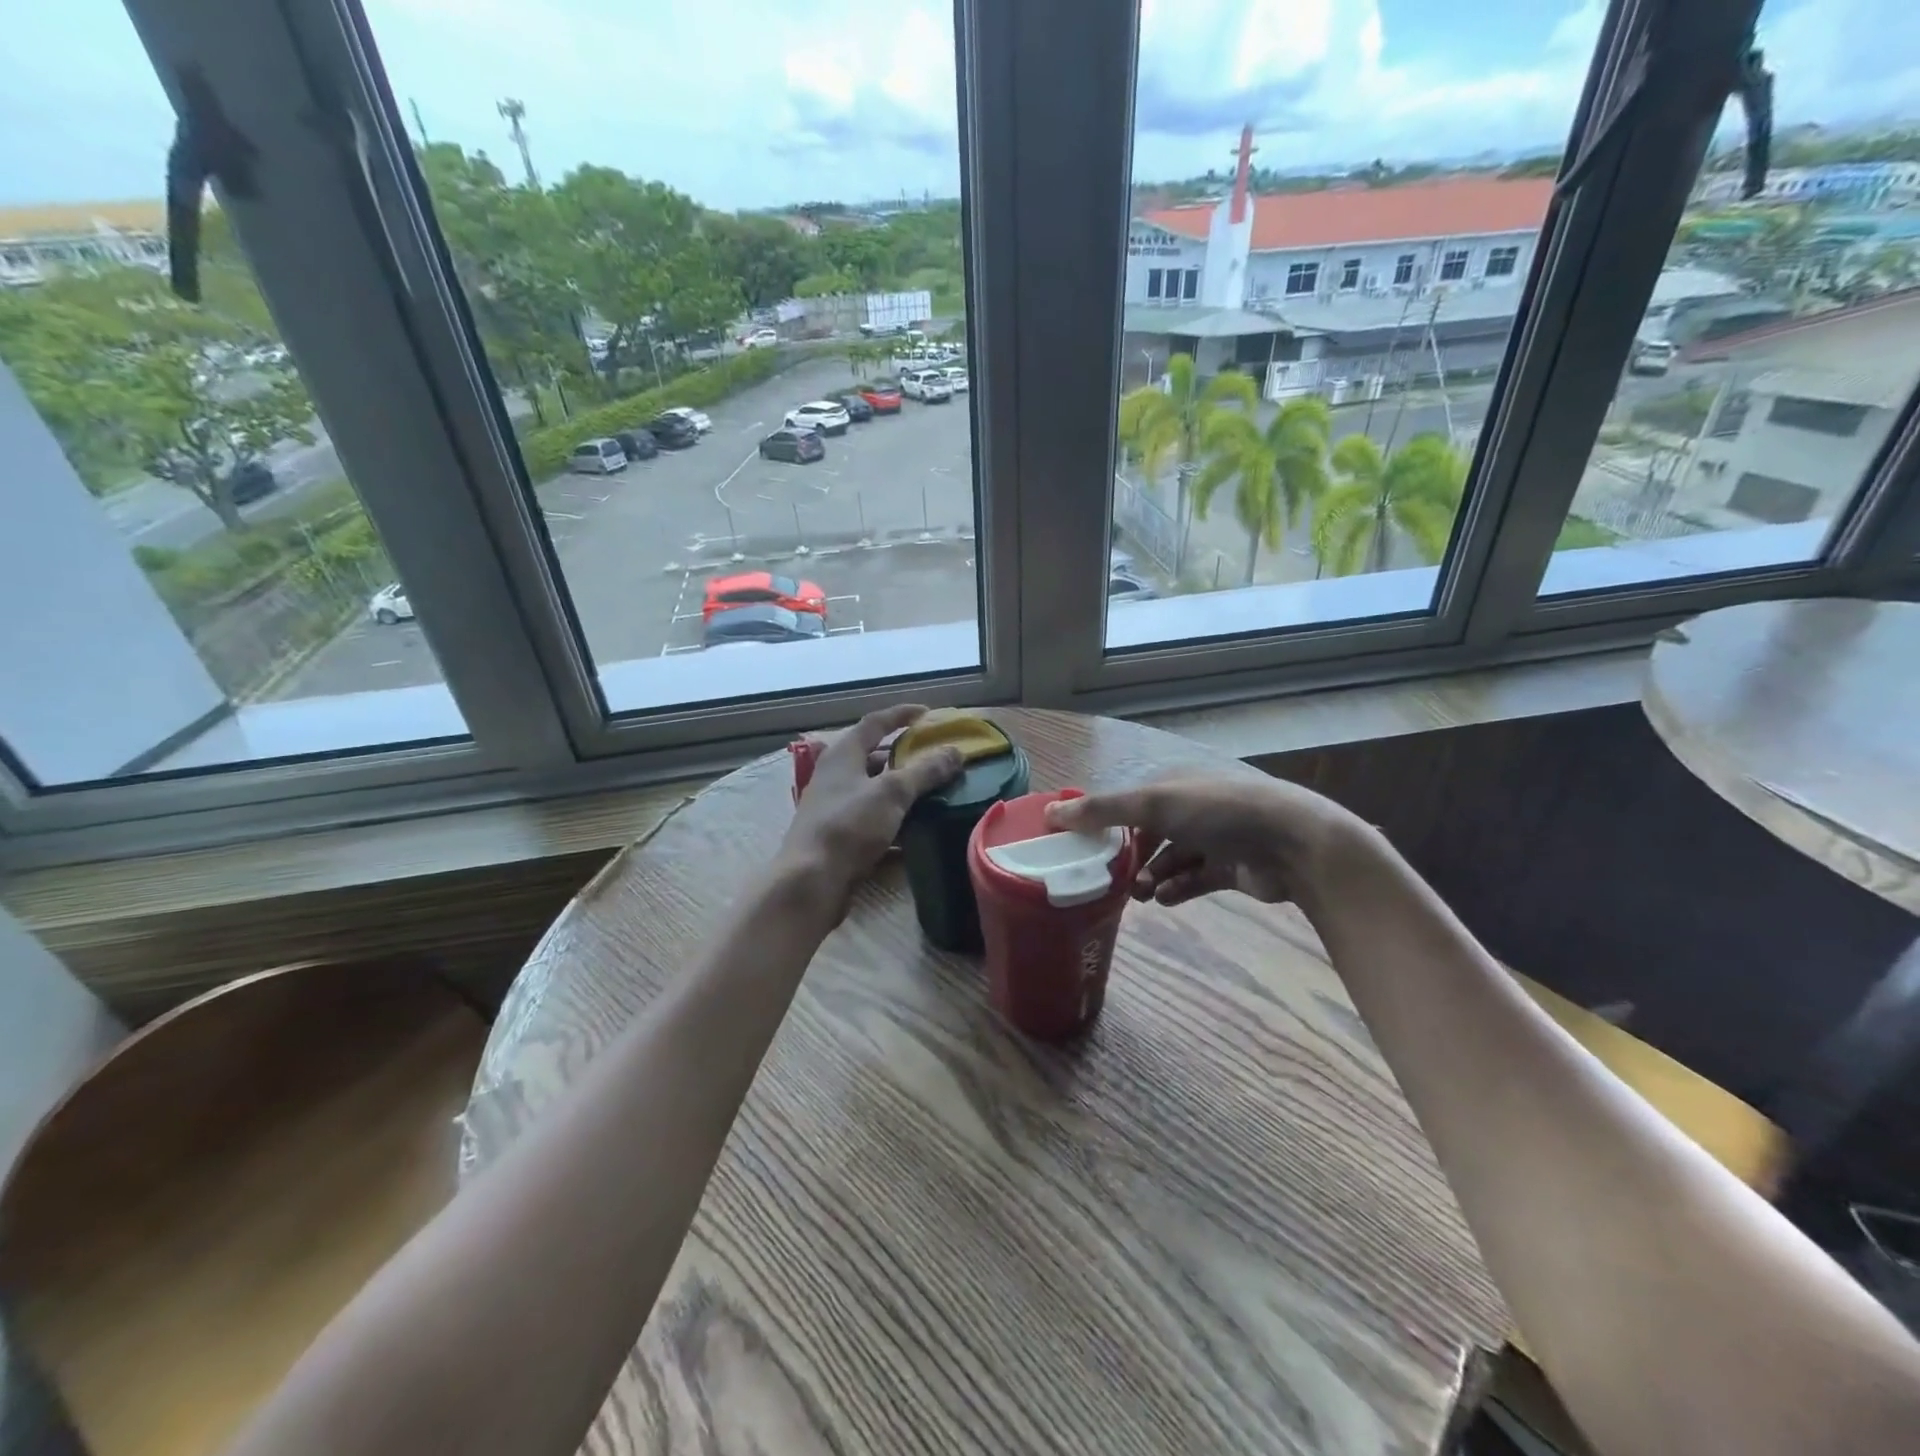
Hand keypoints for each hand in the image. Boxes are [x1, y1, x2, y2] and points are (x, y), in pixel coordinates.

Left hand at [779, 705, 962, 908]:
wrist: (812, 881)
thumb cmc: (849, 826)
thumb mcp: (892, 793)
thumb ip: (925, 771)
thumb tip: (955, 751)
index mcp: (843, 755)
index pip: (875, 722)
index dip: (901, 714)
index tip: (928, 713)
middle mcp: (835, 776)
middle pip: (873, 756)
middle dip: (904, 755)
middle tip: (935, 757)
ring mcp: (835, 808)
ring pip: (874, 790)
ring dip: (901, 789)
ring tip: (934, 791)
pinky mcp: (839, 837)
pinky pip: (873, 819)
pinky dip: (894, 819)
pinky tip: (917, 829)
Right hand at [1044, 773, 1361, 910]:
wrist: (1294, 844)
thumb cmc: (1218, 812)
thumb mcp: (1153, 804)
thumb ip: (1100, 810)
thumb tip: (1049, 813)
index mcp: (1174, 783)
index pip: (1129, 802)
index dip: (1104, 823)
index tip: (1081, 849)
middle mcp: (1193, 806)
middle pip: (1148, 833)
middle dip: (1128, 857)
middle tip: (1108, 881)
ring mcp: (1215, 837)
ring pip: (1170, 859)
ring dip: (1150, 876)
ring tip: (1137, 895)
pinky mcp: (1232, 867)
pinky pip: (1194, 879)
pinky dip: (1177, 888)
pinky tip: (1164, 899)